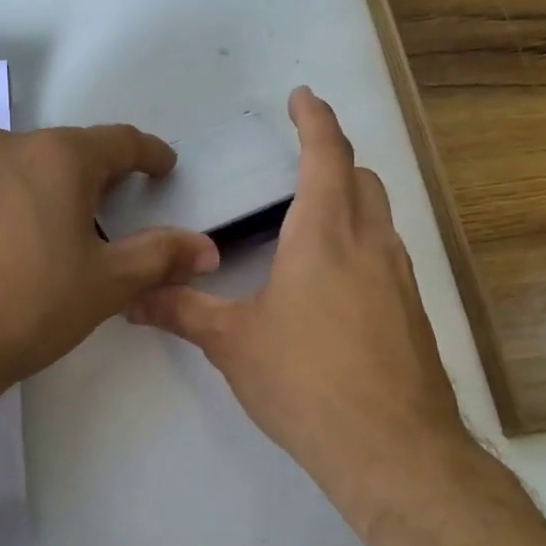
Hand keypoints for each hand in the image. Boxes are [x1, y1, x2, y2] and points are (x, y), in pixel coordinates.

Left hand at [0, 125, 219, 402]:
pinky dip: (11, 201)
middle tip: (114, 206)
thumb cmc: (29, 305)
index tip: (163, 167)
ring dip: (49, 187)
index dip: (148, 154)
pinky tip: (9, 241)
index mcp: (57, 157)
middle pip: (67, 151)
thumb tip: (206, 248)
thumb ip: (160, 256)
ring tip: (59, 227)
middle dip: (97, 174)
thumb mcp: (106, 284)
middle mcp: (7, 147)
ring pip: (23, 167)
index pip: (119, 141)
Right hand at [129, 88, 469, 498]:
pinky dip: (362, 242)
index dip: (315, 120)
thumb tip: (132, 298)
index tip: (302, 97)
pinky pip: (387, 254)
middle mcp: (371, 244)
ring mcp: (400, 279)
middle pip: (362, 179)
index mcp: (325, 236)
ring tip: (311, 221)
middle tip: (300, 164)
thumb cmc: (306, 382)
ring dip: (351, 201)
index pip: (327, 156)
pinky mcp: (412, 312)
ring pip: (380, 216)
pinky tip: (333, 283)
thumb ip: (182, 312)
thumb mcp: (233, 344)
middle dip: (334, 159)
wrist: (392, 449)